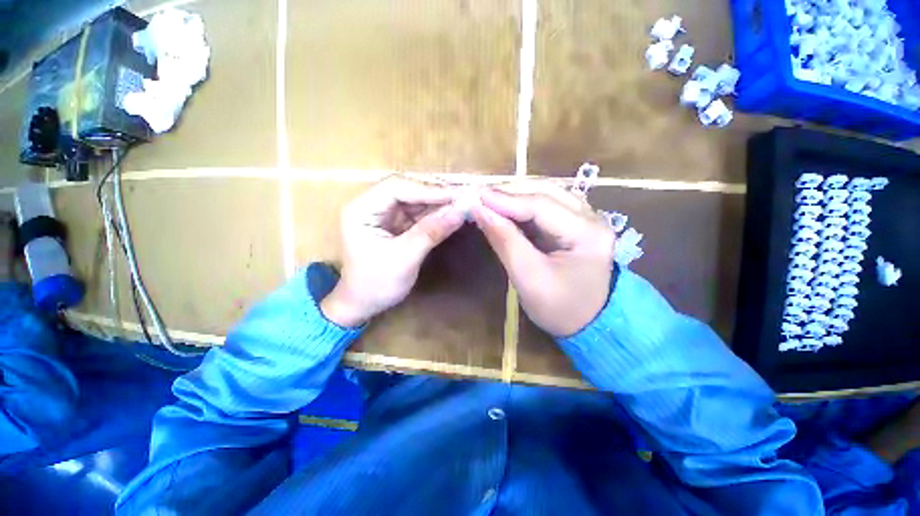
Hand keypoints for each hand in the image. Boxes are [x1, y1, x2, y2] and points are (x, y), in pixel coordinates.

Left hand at [320, 176, 464, 327]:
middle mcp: (371, 205)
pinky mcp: (396, 224)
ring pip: (415, 199)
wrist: (364, 304)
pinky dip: (436, 214)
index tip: (457, 195)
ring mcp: (384, 214)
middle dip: (436, 193)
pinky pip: (418, 213)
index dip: (428, 189)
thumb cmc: (376, 284)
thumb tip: (460, 211)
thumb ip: (431, 232)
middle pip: (407, 189)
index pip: (397, 188)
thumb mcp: (404, 258)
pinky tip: (452, 214)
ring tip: (463, 203)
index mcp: (361, 209)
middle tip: (464, 197)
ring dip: (439, 203)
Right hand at [471, 182, 615, 336]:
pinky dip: (522, 208)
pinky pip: (546, 208)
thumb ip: (505, 241)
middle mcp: (592, 218)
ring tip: (489, 202)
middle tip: (479, 197)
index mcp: (588, 233)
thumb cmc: (559, 308)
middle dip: (509, 195)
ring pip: (545, 196)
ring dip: (515, 198)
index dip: (505, 200)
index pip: (541, 206)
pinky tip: (506, 211)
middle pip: (545, 194)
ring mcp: (586, 219)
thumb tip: (480, 211)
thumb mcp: (528, 278)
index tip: (475, 196)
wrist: (589, 324)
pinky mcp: (575, 225)